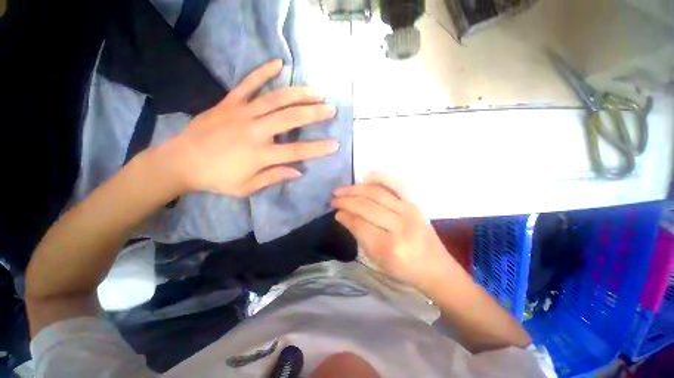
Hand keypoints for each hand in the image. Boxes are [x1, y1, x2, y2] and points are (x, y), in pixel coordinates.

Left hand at [167, 59, 338, 196]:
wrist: (179, 161)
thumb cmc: (216, 178)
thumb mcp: (246, 188)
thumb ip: (273, 177)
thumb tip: (298, 171)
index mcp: (259, 154)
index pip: (296, 152)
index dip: (317, 149)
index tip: (335, 145)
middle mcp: (254, 131)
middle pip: (289, 119)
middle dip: (313, 113)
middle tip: (331, 109)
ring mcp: (241, 113)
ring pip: (274, 99)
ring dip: (298, 93)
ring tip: (316, 91)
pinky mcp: (228, 102)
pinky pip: (247, 84)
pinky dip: (262, 72)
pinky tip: (278, 63)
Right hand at [331, 173, 457, 289]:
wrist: (434, 266)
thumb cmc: (403, 269)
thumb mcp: (377, 259)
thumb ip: (359, 235)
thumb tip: (342, 215)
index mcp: (389, 246)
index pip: (360, 224)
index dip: (345, 216)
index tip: (335, 212)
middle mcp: (400, 226)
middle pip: (366, 206)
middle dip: (346, 200)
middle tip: (333, 199)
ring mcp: (408, 211)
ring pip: (376, 193)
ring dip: (355, 189)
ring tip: (341, 189)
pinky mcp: (413, 203)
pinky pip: (395, 185)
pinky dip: (380, 178)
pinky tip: (365, 176)